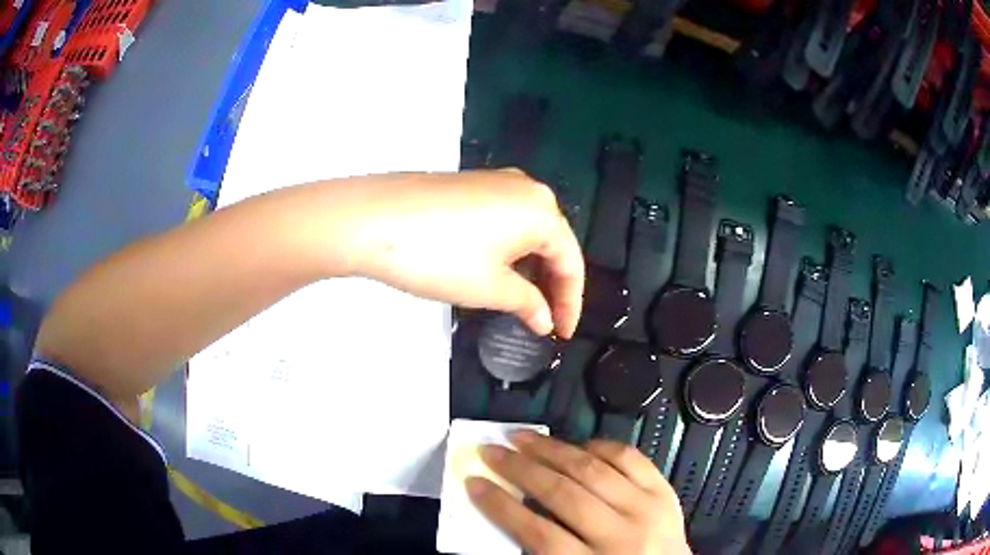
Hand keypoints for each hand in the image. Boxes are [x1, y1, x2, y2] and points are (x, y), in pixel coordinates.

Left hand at [349, 170, 583, 337]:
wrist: (370, 218)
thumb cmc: (438, 256)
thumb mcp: (490, 288)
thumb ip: (528, 304)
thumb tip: (545, 320)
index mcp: (542, 210)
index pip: (571, 261)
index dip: (571, 302)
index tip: (563, 333)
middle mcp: (525, 187)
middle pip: (552, 242)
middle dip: (551, 284)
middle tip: (544, 319)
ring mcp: (494, 181)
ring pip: (526, 230)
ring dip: (529, 267)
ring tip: (521, 301)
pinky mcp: (468, 184)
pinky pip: (503, 220)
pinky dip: (508, 249)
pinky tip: (495, 270)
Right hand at [467, 431, 690, 554]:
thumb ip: (543, 551)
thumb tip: (510, 513)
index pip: (537, 532)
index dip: (500, 506)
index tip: (474, 484)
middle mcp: (621, 536)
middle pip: (562, 494)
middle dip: (519, 469)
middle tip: (491, 451)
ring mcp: (647, 510)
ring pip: (593, 470)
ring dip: (552, 449)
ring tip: (524, 437)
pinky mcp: (664, 492)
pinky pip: (630, 459)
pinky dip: (600, 446)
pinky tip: (577, 444)